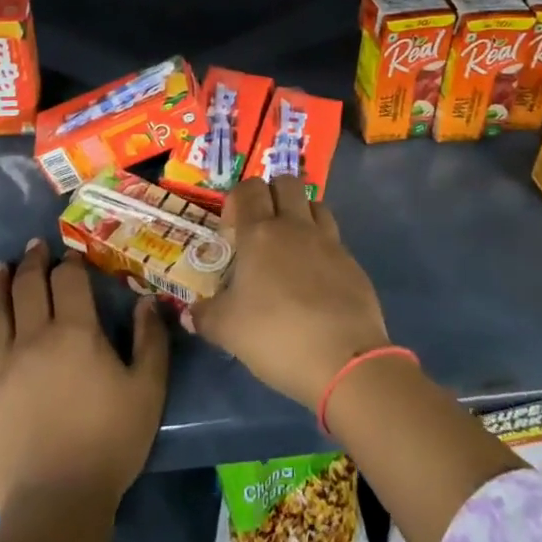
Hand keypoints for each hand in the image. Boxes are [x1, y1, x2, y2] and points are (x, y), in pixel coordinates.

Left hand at [0, 240, 169, 512]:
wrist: (55, 504)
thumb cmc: (108, 444)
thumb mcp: (147, 391)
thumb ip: (150, 341)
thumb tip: (147, 301)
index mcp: (76, 333)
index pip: (69, 281)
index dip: (69, 263)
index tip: (70, 255)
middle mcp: (35, 337)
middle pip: (29, 286)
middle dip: (32, 262)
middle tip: (33, 247)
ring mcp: (1, 364)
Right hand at [187, 176, 390, 410]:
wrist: (344, 359)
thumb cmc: (276, 335)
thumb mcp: (228, 331)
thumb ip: (205, 316)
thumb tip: (190, 312)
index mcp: (260, 233)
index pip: (249, 189)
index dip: (238, 198)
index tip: (232, 227)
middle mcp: (295, 226)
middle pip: (286, 182)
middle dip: (272, 193)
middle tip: (262, 226)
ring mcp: (328, 241)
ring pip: (315, 204)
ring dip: (301, 213)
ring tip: (291, 245)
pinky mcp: (352, 262)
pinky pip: (334, 237)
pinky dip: (322, 245)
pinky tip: (316, 276)